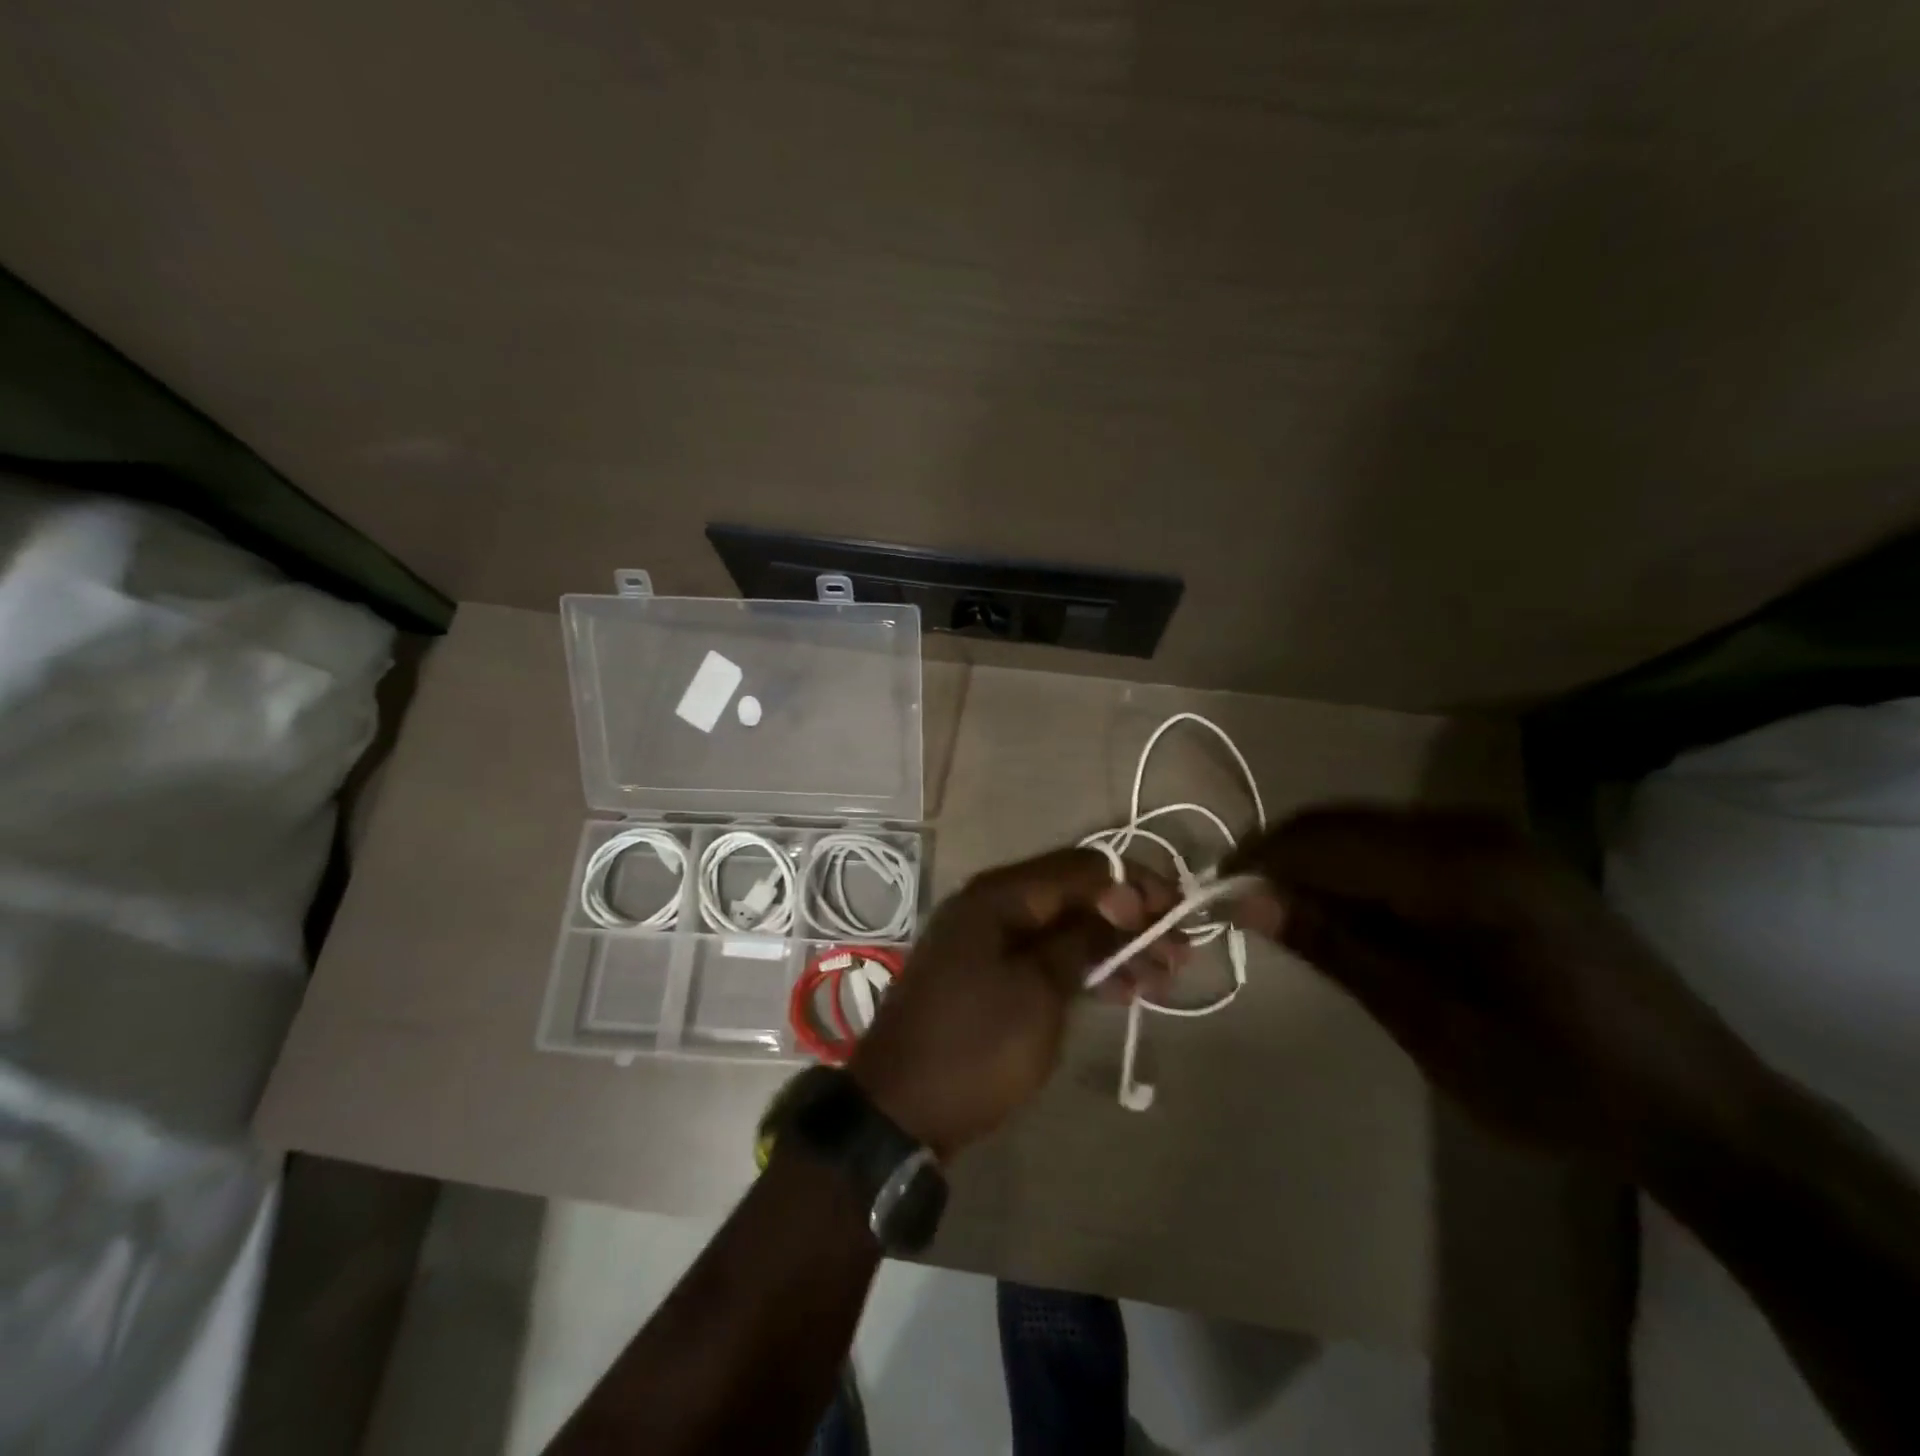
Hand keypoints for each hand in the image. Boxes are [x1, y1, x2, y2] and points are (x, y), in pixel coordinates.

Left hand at [848, 848, 1183, 1159]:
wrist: (899, 1109)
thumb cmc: (975, 1046)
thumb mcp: (1039, 992)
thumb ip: (1084, 939)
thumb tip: (1123, 898)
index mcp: (999, 894)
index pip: (1083, 868)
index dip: (1136, 885)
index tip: (1179, 917)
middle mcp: (991, 904)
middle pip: (1075, 894)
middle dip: (1130, 919)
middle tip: (1180, 954)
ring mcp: (986, 939)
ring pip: (1063, 927)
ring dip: (1113, 947)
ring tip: (1162, 979)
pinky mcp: (987, 973)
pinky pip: (1044, 955)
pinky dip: (1082, 968)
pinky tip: (1120, 990)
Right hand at [1225, 806, 1767, 1166]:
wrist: (1698, 1108)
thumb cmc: (1555, 1081)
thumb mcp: (1428, 1025)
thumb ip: (1334, 949)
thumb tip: (1245, 901)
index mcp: (1463, 871)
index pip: (1326, 842)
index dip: (1260, 862)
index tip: (1212, 894)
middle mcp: (1476, 831)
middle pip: (1342, 823)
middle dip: (1284, 860)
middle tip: (1243, 908)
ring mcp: (1495, 836)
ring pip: (1367, 829)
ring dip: (1319, 866)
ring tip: (1290, 918)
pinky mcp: (1504, 854)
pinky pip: (1402, 843)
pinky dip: (1359, 872)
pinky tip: (1353, 915)